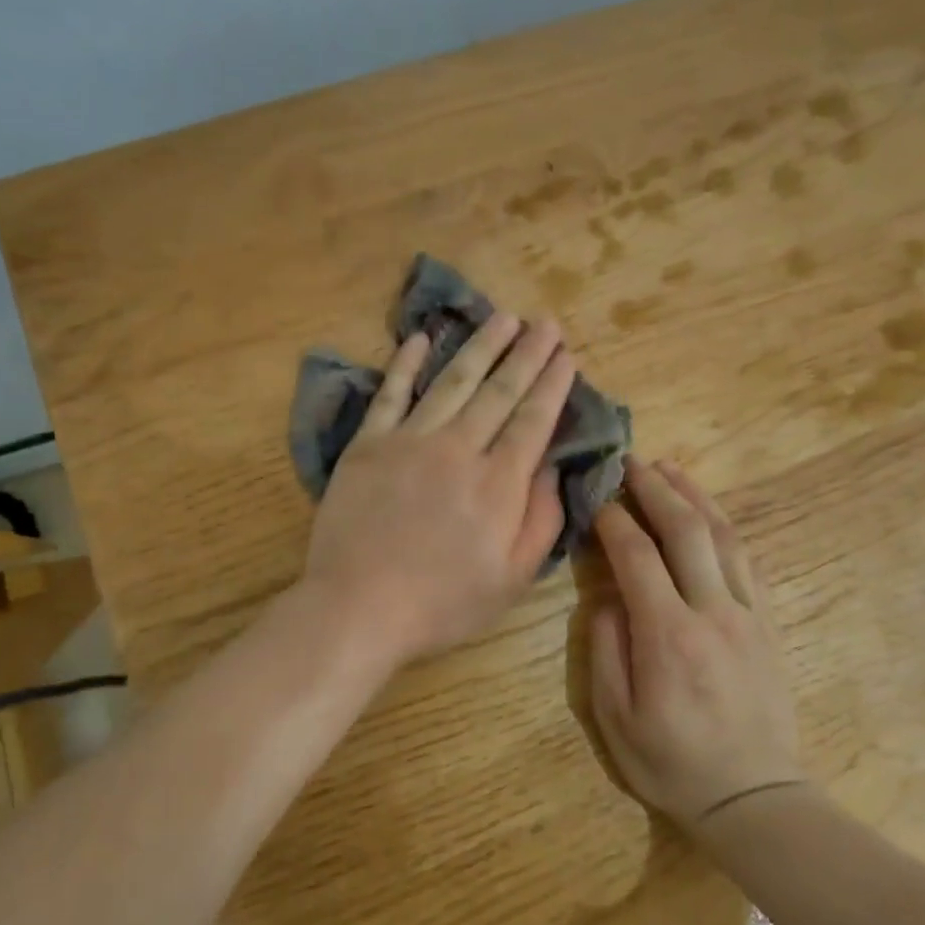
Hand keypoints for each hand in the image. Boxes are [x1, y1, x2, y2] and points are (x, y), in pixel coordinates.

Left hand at [304, 313, 577, 670]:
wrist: (358, 606)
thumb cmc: (442, 602)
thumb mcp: (512, 578)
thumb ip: (541, 520)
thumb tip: (553, 467)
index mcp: (498, 483)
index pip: (533, 419)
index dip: (552, 384)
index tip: (566, 355)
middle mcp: (459, 448)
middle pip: (499, 391)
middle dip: (527, 353)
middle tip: (545, 322)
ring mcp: (410, 440)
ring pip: (453, 381)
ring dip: (481, 346)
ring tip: (503, 317)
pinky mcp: (369, 444)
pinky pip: (390, 393)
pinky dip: (405, 363)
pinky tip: (421, 338)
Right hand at [588, 458, 804, 828]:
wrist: (753, 796)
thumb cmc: (672, 762)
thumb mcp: (615, 718)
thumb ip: (606, 649)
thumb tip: (607, 597)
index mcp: (668, 635)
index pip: (637, 556)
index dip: (613, 519)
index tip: (596, 498)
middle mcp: (712, 611)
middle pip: (686, 531)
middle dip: (656, 488)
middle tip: (632, 460)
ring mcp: (747, 614)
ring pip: (723, 537)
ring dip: (695, 496)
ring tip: (670, 469)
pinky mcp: (768, 623)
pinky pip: (747, 561)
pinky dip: (725, 528)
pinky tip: (709, 514)